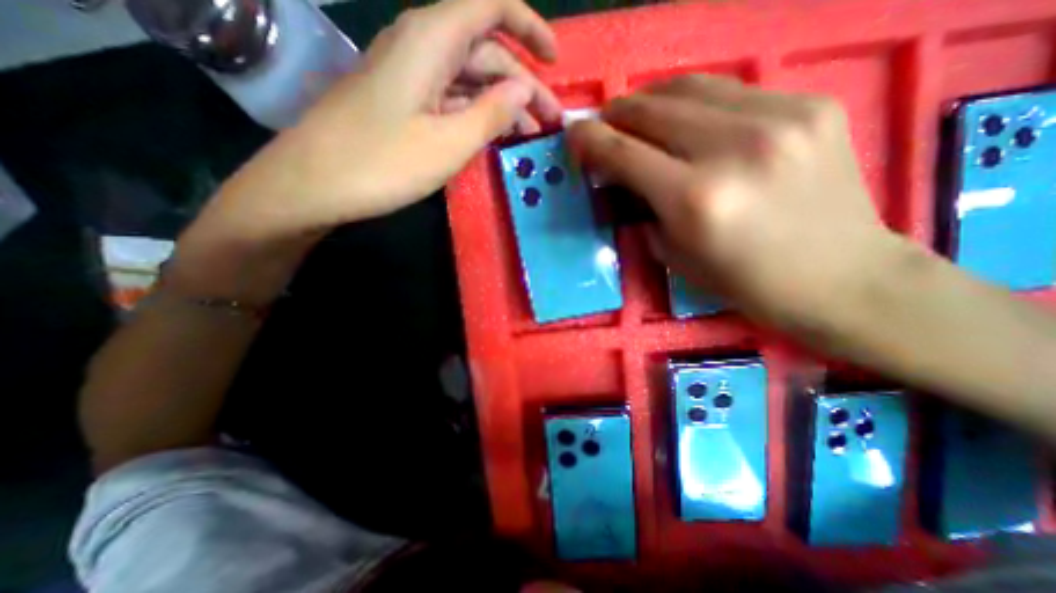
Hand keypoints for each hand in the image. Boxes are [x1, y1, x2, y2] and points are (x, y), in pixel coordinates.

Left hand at [177, 1, 559, 301]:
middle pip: (486, 51)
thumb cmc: (383, 163)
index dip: (529, 26)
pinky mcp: (405, 102)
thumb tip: (524, 88)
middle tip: (550, 121)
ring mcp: (412, 77)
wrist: (315, 183)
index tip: (555, 61)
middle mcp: (421, 46)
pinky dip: (478, 114)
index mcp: (431, 40)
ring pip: (470, 79)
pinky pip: (452, 98)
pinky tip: (494, 135)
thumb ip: (492, 112)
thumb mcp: (450, 143)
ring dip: (503, 103)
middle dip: (523, 83)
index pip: (491, 5)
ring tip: (530, 135)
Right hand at [565, 74, 901, 333]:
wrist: (841, 277)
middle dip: (616, 113)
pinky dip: (695, 102)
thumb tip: (620, 178)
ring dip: (651, 100)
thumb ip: (642, 210)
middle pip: (653, 109)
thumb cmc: (745, 282)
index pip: (624, 153)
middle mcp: (732, 149)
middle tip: (602, 124)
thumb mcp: (675, 256)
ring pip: (690, 87)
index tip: (573, 134)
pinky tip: (688, 119)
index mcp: (695, 199)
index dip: (590, 139)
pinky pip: (730, 91)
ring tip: (638, 115)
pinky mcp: (810, 105)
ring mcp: (779, 118)